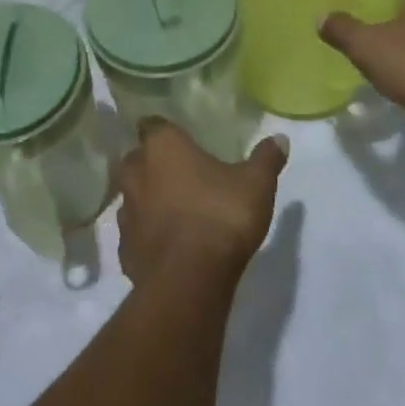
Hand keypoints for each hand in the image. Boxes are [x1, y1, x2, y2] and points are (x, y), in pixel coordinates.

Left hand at [114, 120, 288, 290]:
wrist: (188, 280)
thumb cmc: (220, 216)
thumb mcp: (256, 184)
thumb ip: (266, 159)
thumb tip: (280, 138)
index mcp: (162, 147)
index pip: (152, 125)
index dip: (165, 132)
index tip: (180, 139)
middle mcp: (135, 172)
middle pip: (138, 160)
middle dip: (154, 165)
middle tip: (182, 174)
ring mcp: (125, 212)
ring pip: (133, 197)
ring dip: (149, 201)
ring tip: (177, 211)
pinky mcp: (124, 248)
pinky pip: (136, 234)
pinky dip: (148, 236)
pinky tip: (169, 246)